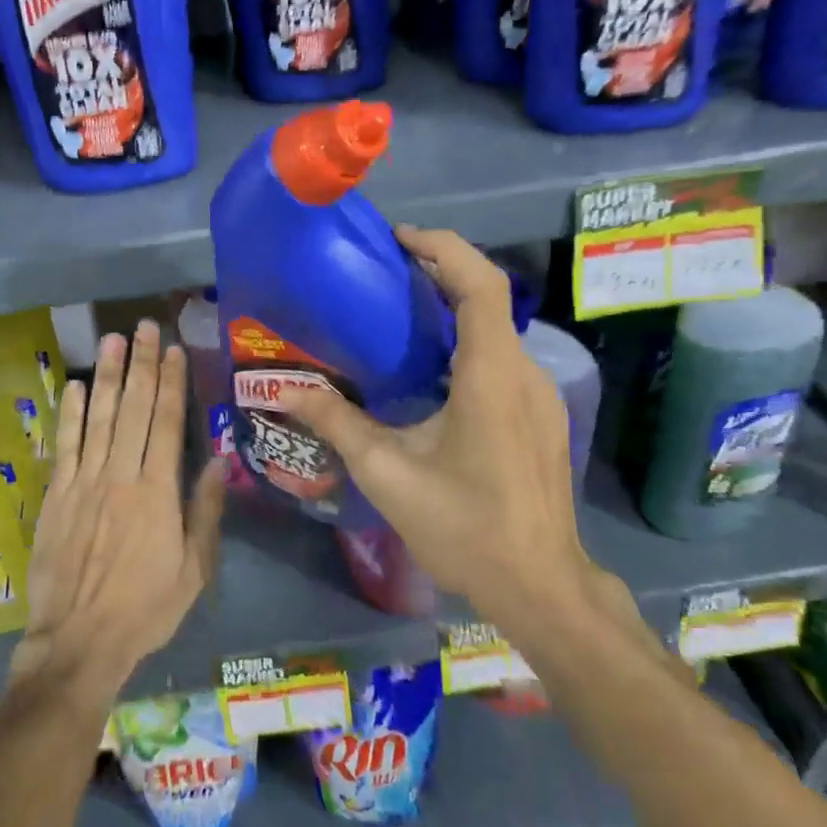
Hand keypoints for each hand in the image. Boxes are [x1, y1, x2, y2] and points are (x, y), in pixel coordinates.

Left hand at [10, 320, 227, 708]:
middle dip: (140, 364)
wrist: (78, 641)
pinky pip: (64, 446)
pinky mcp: (57, 496)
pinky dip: (69, 413)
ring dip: (106, 376)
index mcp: (158, 492)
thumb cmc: (145, 608)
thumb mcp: (193, 569)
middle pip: (133, 409)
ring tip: (112, 339)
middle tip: (144, 326)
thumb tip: (216, 458)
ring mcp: (84, 483)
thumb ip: (204, 511)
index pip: (166, 422)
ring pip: (97, 418)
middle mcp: (120, 476)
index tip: (173, 349)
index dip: (171, 382)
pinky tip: (73, 385)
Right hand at [278, 227, 591, 617]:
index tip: (399, 238)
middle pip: (488, 297)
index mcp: (491, 375)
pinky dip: (465, 340)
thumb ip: (337, 422)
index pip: (480, 285)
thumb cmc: (464, 526)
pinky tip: (428, 368)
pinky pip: (501, 357)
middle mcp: (523, 373)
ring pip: (496, 328)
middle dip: (440, 270)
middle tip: (385, 269)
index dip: (443, 248)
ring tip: (397, 311)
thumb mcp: (388, 473)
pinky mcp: (539, 416)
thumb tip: (287, 388)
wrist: (540, 587)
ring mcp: (538, 395)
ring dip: (451, 306)